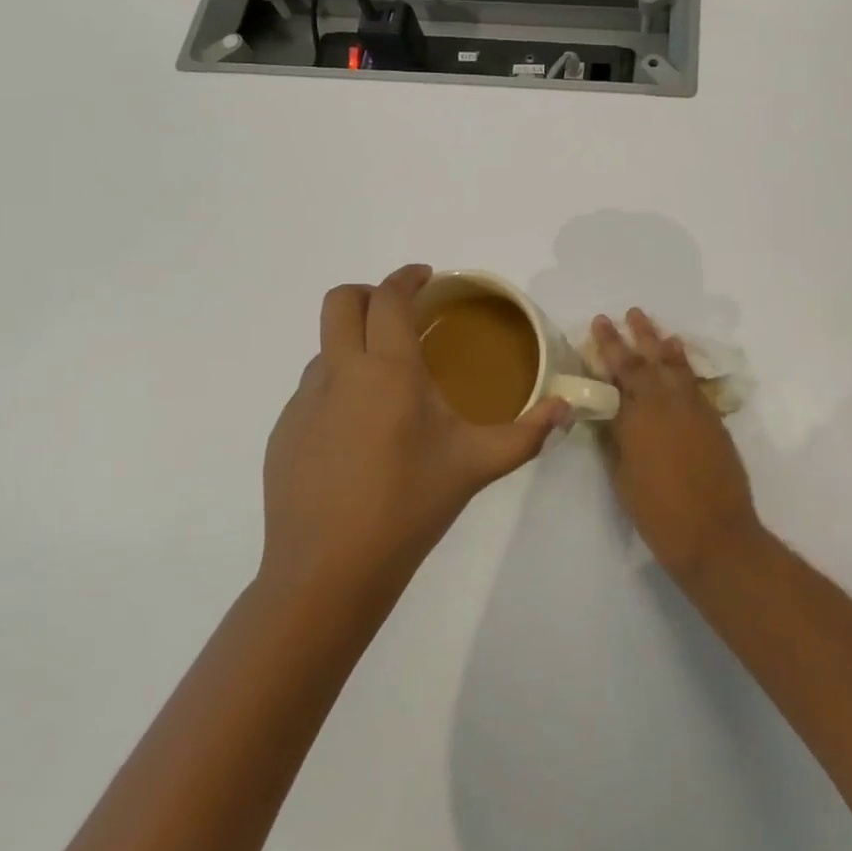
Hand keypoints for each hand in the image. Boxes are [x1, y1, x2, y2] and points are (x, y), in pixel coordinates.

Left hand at [259, 265, 568, 599]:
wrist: (328, 574)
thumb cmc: (409, 508)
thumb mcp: (476, 465)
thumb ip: (527, 434)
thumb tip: (567, 410)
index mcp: (388, 370)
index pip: (388, 297)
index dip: (406, 277)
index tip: (426, 277)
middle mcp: (340, 372)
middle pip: (340, 302)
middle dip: (370, 294)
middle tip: (401, 314)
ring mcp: (304, 402)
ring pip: (326, 346)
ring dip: (354, 343)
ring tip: (387, 381)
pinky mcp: (284, 432)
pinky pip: (313, 388)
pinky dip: (338, 385)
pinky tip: (359, 432)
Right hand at [593, 310, 762, 584]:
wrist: (715, 533)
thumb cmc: (658, 513)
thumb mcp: (623, 477)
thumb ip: (614, 439)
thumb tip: (606, 413)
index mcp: (636, 416)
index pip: (618, 370)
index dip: (608, 345)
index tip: (600, 322)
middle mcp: (664, 401)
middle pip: (646, 360)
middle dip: (633, 335)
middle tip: (626, 313)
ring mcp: (692, 407)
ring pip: (673, 364)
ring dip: (660, 342)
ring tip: (650, 323)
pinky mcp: (712, 417)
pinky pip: (693, 379)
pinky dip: (683, 363)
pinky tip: (678, 354)